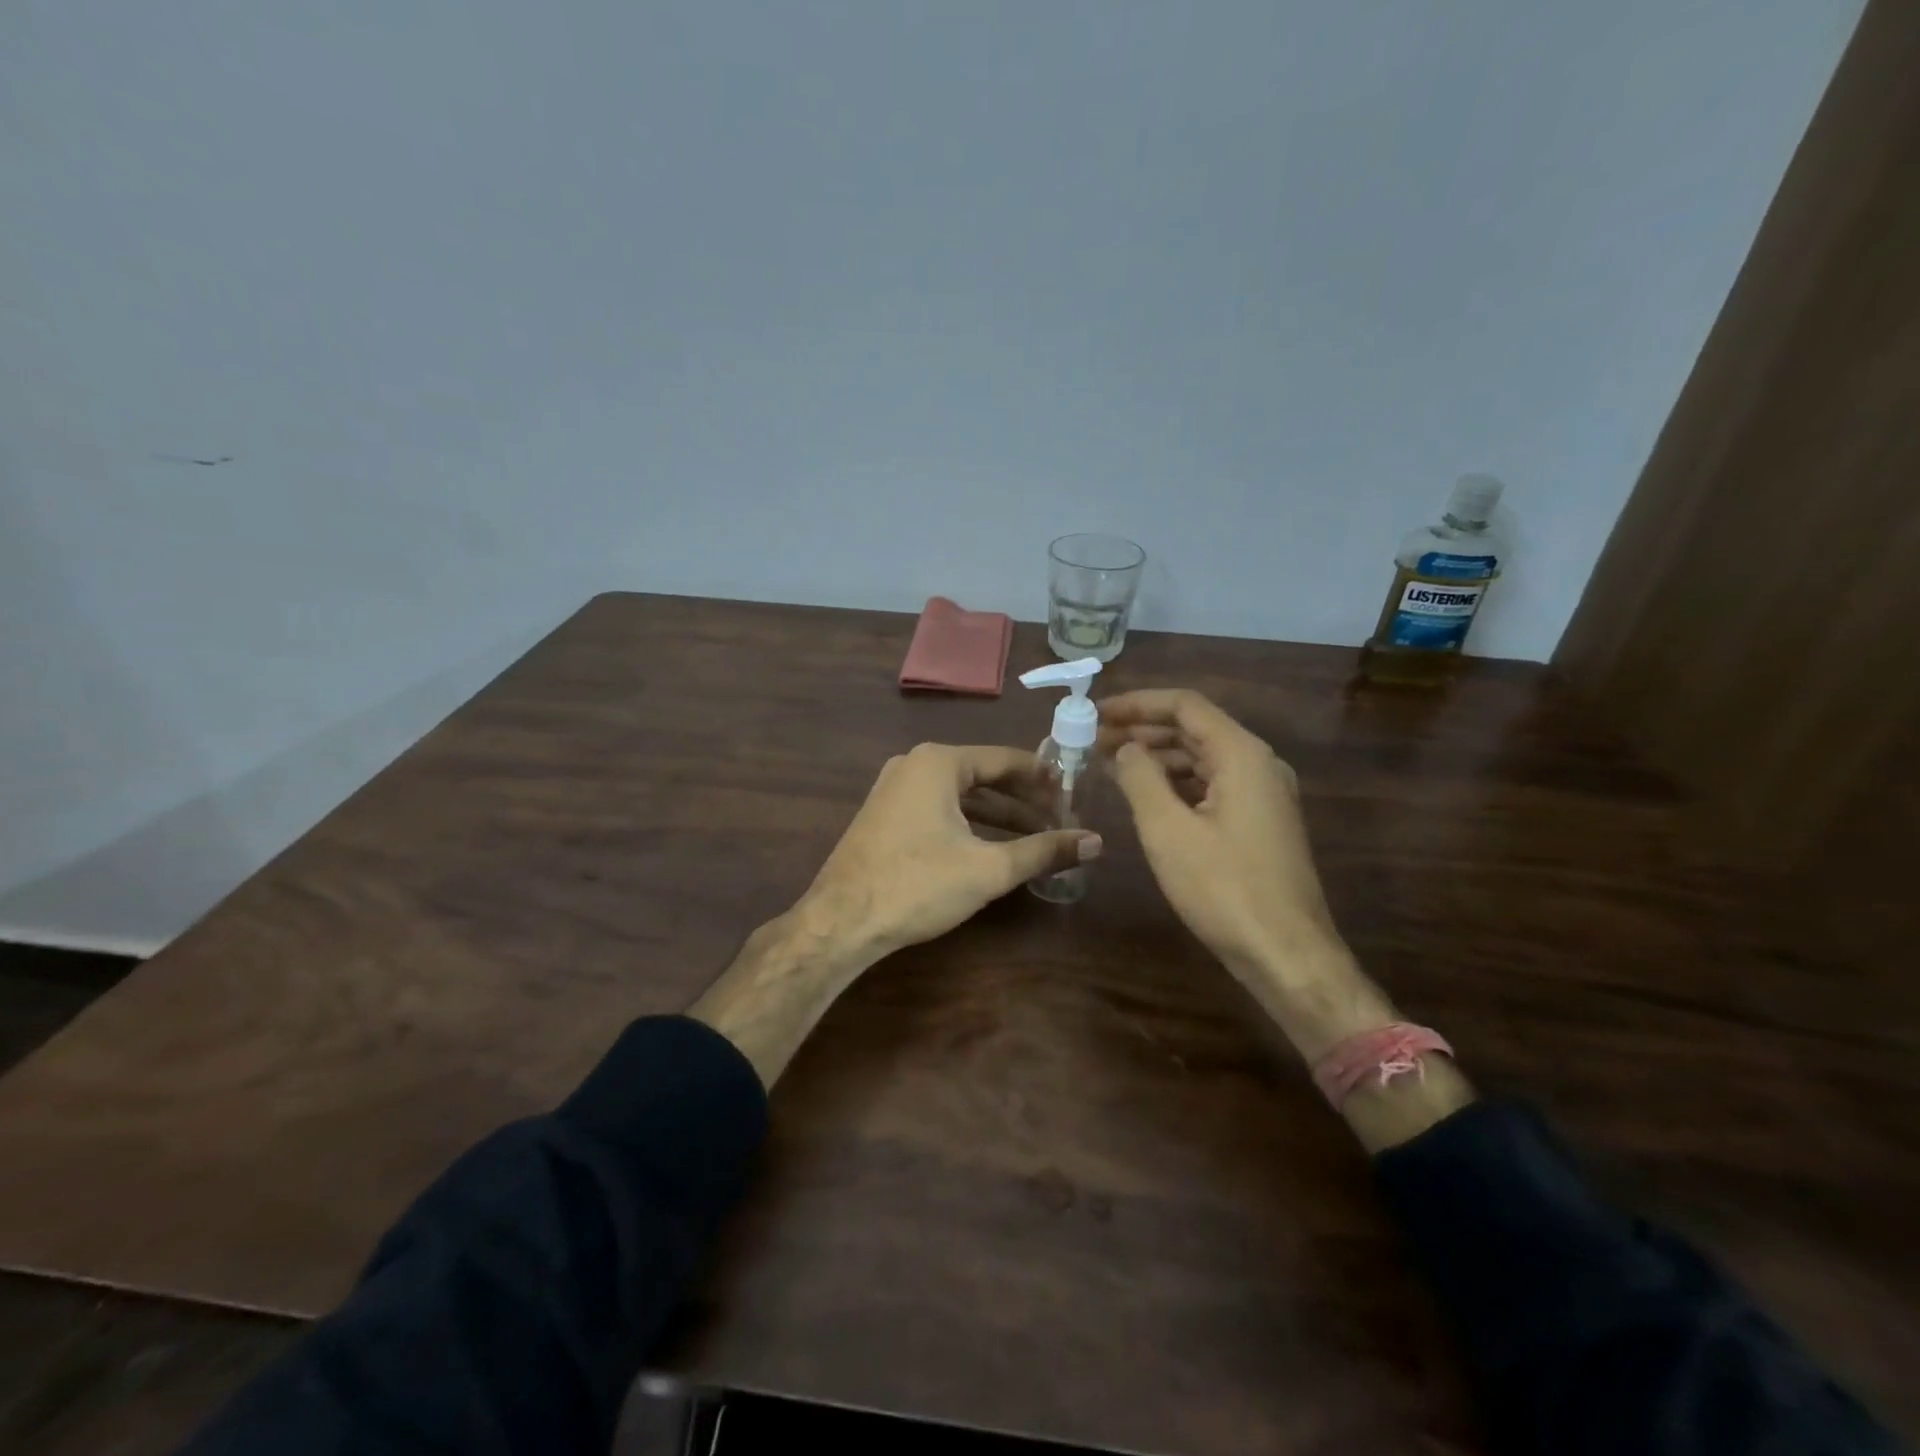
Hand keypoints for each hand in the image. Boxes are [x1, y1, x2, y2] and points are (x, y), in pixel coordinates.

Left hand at [797, 743, 1101, 960]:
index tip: (1075, 794)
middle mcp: (915, 765)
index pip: (1005, 759)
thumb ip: (1044, 851)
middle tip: (1061, 820)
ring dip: (999, 816)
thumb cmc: (918, 885)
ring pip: (961, 796)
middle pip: (983, 776)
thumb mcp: (988, 869)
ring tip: (1037, 837)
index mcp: (939, 762)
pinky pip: (939, 809)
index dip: (1044, 778)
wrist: (841, 921)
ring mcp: (895, 789)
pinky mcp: (886, 815)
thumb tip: (1096, 841)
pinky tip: (993, 848)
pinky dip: (970, 824)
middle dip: (1023, 800)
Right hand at [1099, 689, 1340, 977]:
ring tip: (1109, 765)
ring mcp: (1263, 794)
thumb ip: (1140, 778)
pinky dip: (1175, 783)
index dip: (1136, 703)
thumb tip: (1124, 748)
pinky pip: (1211, 785)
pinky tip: (1145, 795)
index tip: (1095, 712)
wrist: (1286, 954)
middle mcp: (1259, 764)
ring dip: (1157, 757)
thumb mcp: (1168, 830)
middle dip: (1142, 729)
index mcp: (1242, 755)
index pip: (1185, 706)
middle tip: (1093, 739)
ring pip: (1202, 758)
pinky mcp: (1259, 821)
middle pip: (1194, 729)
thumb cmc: (1224, 888)